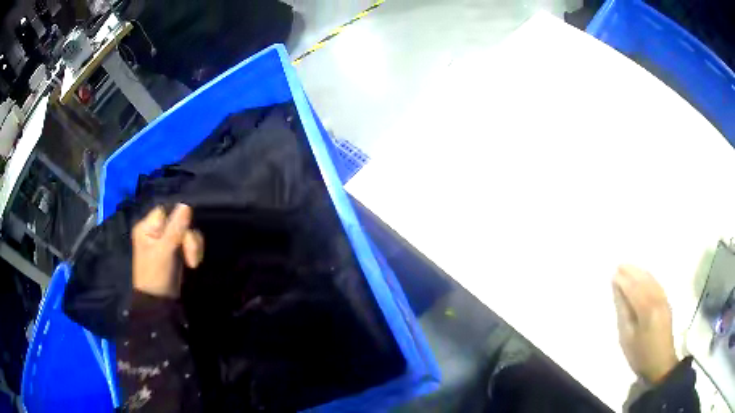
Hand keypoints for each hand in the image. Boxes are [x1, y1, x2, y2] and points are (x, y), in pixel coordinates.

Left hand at [132, 204, 203, 297]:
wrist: (160, 304)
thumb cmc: (156, 276)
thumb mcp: (165, 252)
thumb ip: (175, 229)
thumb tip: (186, 204)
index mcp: (147, 227)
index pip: (166, 211)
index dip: (177, 220)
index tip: (183, 235)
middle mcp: (156, 231)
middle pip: (179, 221)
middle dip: (188, 239)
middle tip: (190, 258)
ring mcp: (167, 241)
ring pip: (187, 232)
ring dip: (193, 246)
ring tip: (193, 263)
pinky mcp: (176, 251)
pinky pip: (190, 243)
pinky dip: (194, 251)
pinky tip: (193, 264)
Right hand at [612, 264, 677, 382]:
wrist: (660, 364)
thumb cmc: (640, 355)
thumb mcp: (627, 338)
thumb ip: (623, 313)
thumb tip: (618, 292)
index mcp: (647, 310)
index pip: (634, 289)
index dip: (623, 281)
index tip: (613, 274)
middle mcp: (657, 300)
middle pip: (644, 281)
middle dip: (632, 272)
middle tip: (619, 265)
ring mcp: (664, 300)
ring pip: (652, 280)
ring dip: (640, 272)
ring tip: (629, 267)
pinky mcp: (667, 303)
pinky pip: (657, 284)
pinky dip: (649, 277)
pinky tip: (644, 276)